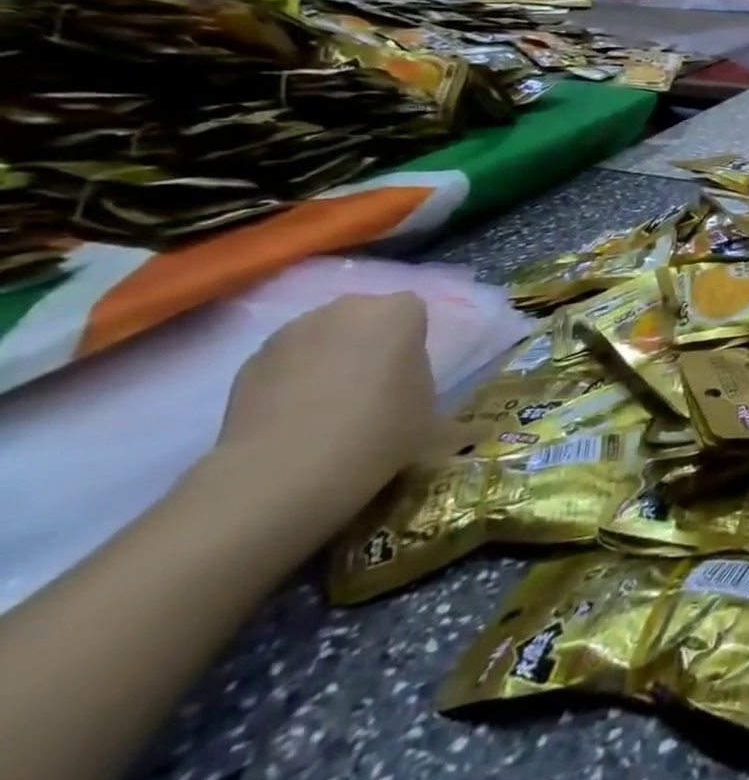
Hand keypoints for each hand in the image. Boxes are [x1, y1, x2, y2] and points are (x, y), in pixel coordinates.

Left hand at [211, 294, 434, 525]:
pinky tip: (295, 419)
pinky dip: (292, 381)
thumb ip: (438, 403)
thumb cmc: (380, 432)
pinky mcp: (250, 360)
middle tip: (374, 389)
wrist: (286, 471)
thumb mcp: (431, 422)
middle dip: (370, 344)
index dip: (413, 343)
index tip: (409, 377)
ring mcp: (293, 330)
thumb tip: (467, 424)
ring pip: (324, 337)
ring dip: (330, 360)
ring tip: (330, 408)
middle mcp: (347, 308)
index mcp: (399, 312)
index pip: (413, 312)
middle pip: (366, 318)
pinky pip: (286, 362)